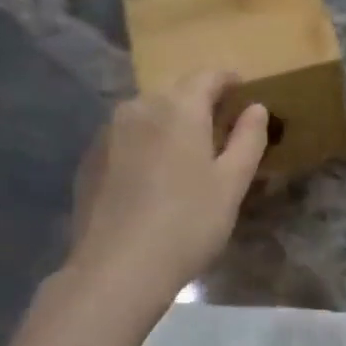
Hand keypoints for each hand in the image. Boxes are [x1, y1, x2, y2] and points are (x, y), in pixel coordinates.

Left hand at [64, 72, 268, 303]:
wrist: (117, 269)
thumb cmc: (188, 223)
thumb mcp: (232, 183)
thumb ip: (248, 138)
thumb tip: (255, 108)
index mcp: (178, 108)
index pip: (207, 76)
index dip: (228, 80)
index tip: (243, 93)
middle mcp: (139, 107)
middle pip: (175, 92)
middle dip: (199, 103)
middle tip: (220, 130)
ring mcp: (108, 132)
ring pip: (148, 114)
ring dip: (170, 124)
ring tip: (186, 155)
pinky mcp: (90, 159)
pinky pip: (127, 137)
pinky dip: (146, 144)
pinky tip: (153, 178)